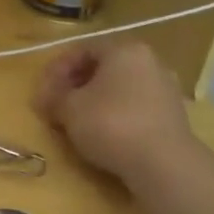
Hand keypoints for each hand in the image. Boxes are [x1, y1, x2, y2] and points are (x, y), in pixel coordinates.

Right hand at [34, 40, 196, 180]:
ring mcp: (164, 88)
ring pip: (119, 88)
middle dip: (75, 85)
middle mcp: (149, 62)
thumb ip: (54, 97)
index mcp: (124, 50)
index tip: (42, 91)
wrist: (162, 163)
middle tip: (56, 105)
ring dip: (94, 101)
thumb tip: (47, 97)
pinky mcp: (172, 115)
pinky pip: (134, 107)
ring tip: (76, 121)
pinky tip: (102, 133)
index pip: (83, 49)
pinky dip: (114, 115)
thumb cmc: (110, 123)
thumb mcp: (69, 108)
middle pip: (103, 68)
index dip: (57, 69)